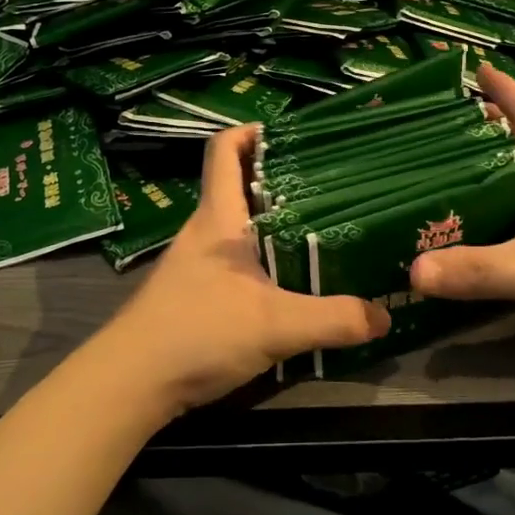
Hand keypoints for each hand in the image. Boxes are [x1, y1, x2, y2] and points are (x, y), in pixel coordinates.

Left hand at [97, 124, 389, 413]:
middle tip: (329, 184)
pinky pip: (235, 260)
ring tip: (321, 228)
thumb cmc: (197, 333)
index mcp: (218, 218)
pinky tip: (290, 279)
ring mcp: (195, 263)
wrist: (130, 382)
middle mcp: (204, 232)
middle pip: (238, 185)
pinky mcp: (195, 293)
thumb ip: (334, 319)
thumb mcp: (275, 326)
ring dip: (274, 221)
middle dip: (280, 178)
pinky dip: (263, 257)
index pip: (225, 150)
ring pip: (239, 226)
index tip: (294, 134)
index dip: (253, 132)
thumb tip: (385, 315)